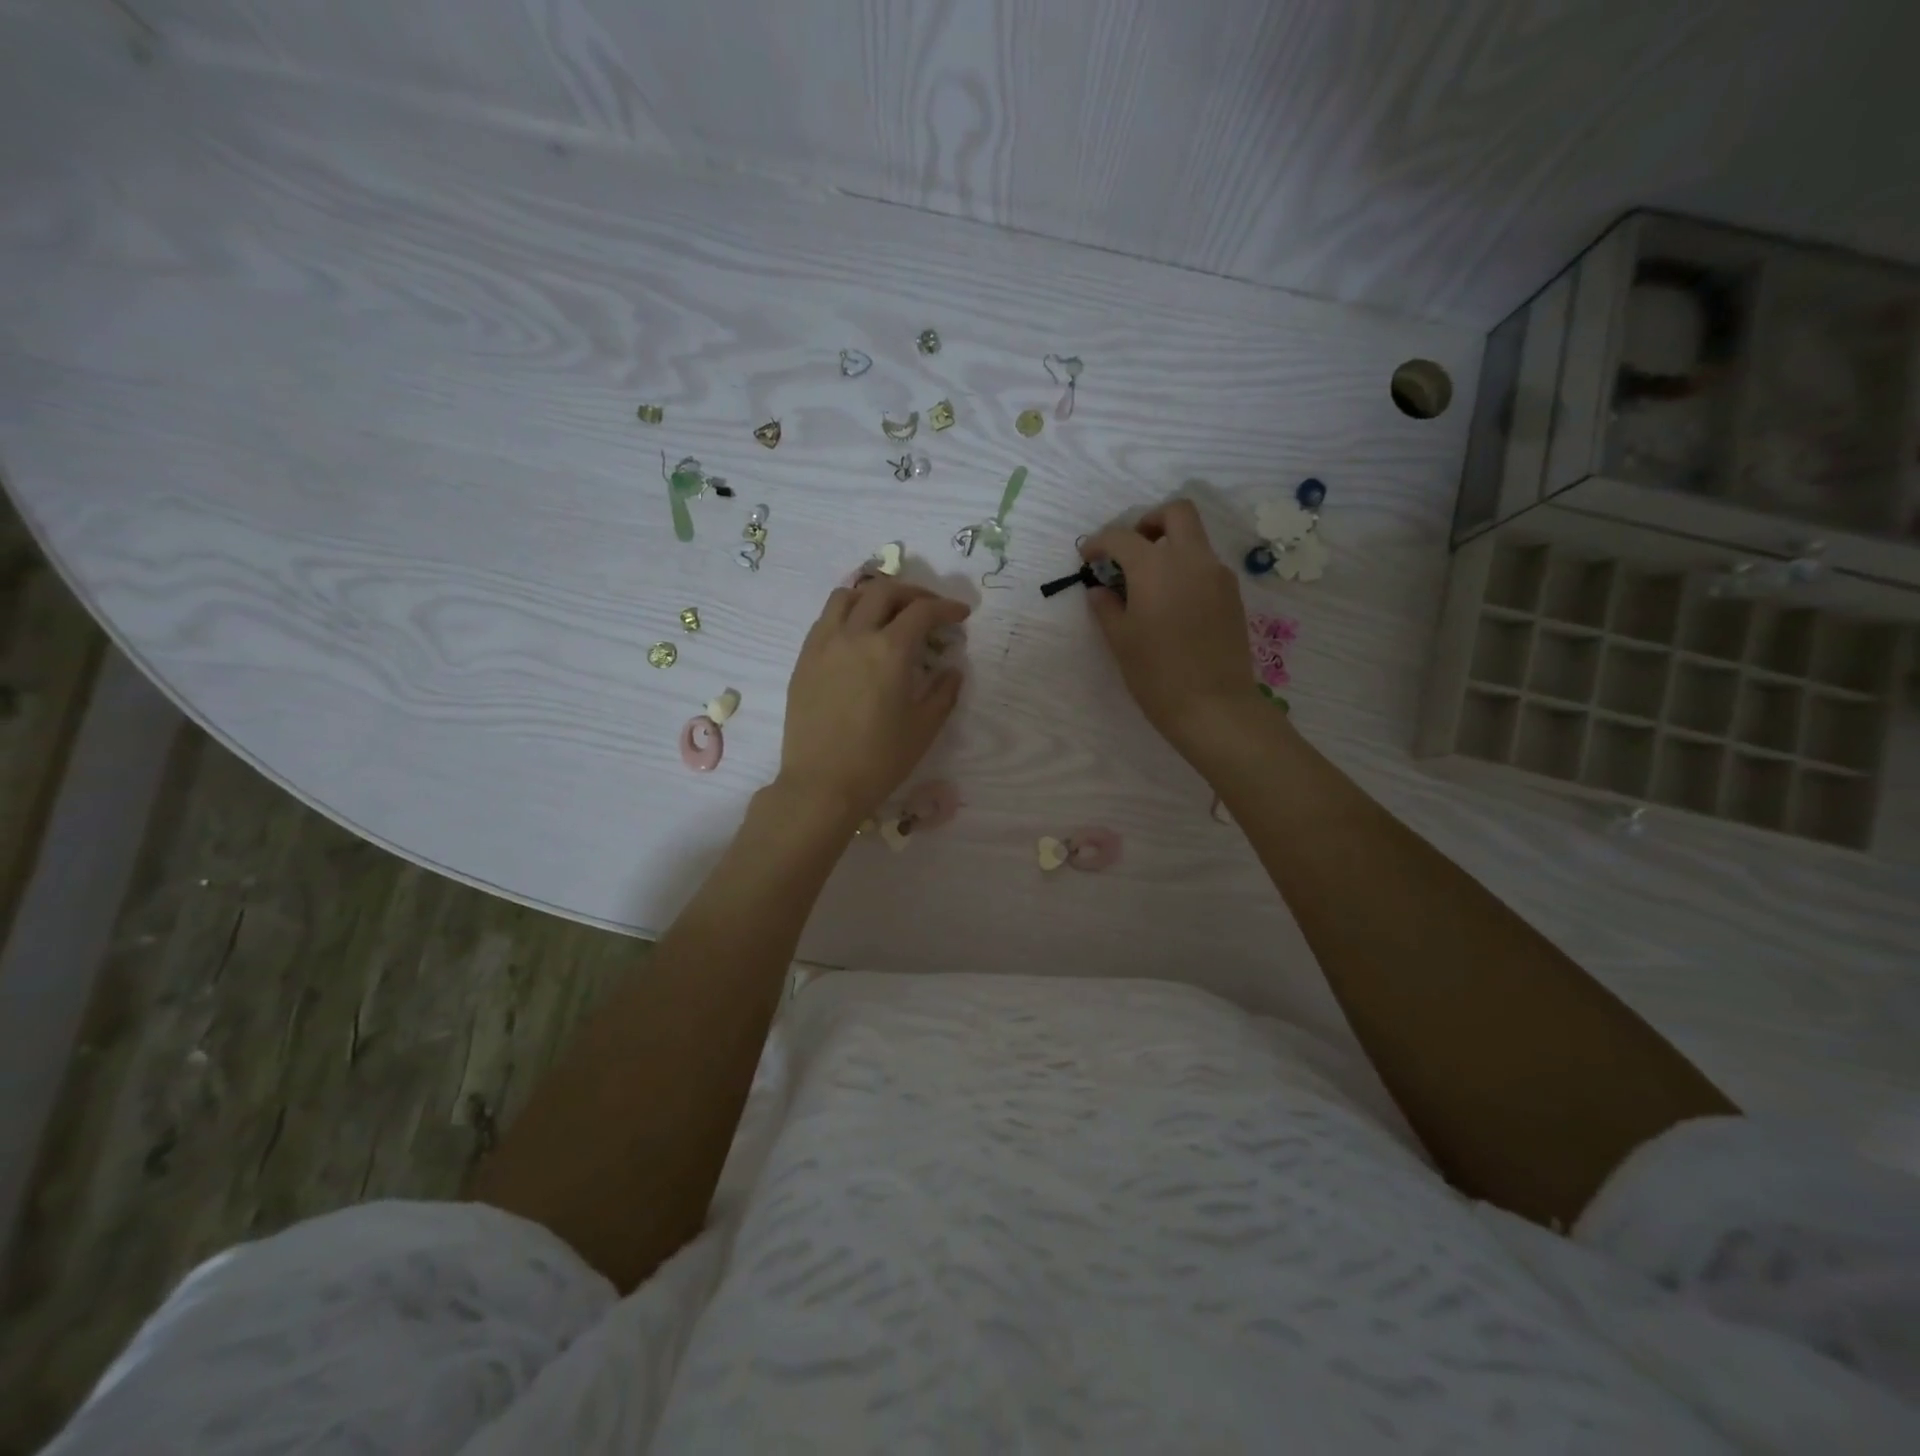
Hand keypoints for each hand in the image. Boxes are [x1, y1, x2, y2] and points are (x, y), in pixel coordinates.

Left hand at [775, 577, 969, 829]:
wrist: (822, 785)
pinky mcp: (805, 658)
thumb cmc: (879, 760)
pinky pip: (826, 618)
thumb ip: (944, 692)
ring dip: (874, 595)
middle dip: (914, 593)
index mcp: (889, 650)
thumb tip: (952, 669)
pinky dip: (848, 612)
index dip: (947, 607)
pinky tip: (858, 633)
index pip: (922, 611)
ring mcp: (824, 644)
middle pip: (884, 591)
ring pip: (848, 595)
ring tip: (889, 611)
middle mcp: (855, 635)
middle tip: (930, 609)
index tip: (961, 614)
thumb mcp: (924, 728)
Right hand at [1081, 499, 1261, 754]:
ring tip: (1148, 582)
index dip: (1099, 542)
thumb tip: (1100, 590)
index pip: (1122, 537)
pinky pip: (1206, 565)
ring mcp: (1217, 575)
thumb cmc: (1157, 675)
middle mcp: (1191, 559)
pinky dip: (1185, 568)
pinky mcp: (1232, 595)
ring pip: (1194, 538)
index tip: (1088, 557)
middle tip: (1130, 550)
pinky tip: (1171, 602)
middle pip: (1176, 513)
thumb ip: (1107, 608)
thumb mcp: (1121, 641)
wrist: (1214, 707)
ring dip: (1169, 546)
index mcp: (1155, 567)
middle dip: (1148, 522)